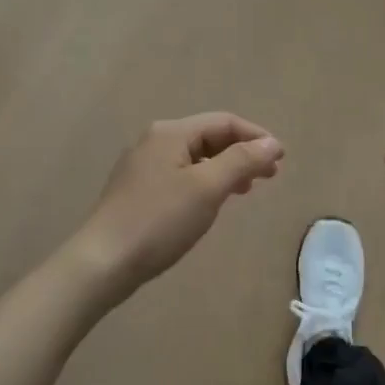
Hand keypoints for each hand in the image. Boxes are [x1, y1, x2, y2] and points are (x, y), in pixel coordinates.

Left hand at [72, 114, 283, 299]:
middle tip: (270, 176)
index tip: (281, 160)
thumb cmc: (159, 221)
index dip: (256, 137)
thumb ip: (241, 161)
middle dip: (242, 152)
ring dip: (225, 168)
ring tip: (247, 190)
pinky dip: (205, 182)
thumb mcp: (207, 188)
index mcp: (170, 133)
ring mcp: (143, 166)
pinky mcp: (138, 190)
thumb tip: (272, 144)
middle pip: (209, 137)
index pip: (224, 122)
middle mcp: (154, 141)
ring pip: (195, 157)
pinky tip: (212, 202)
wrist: (103, 262)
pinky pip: (181, 175)